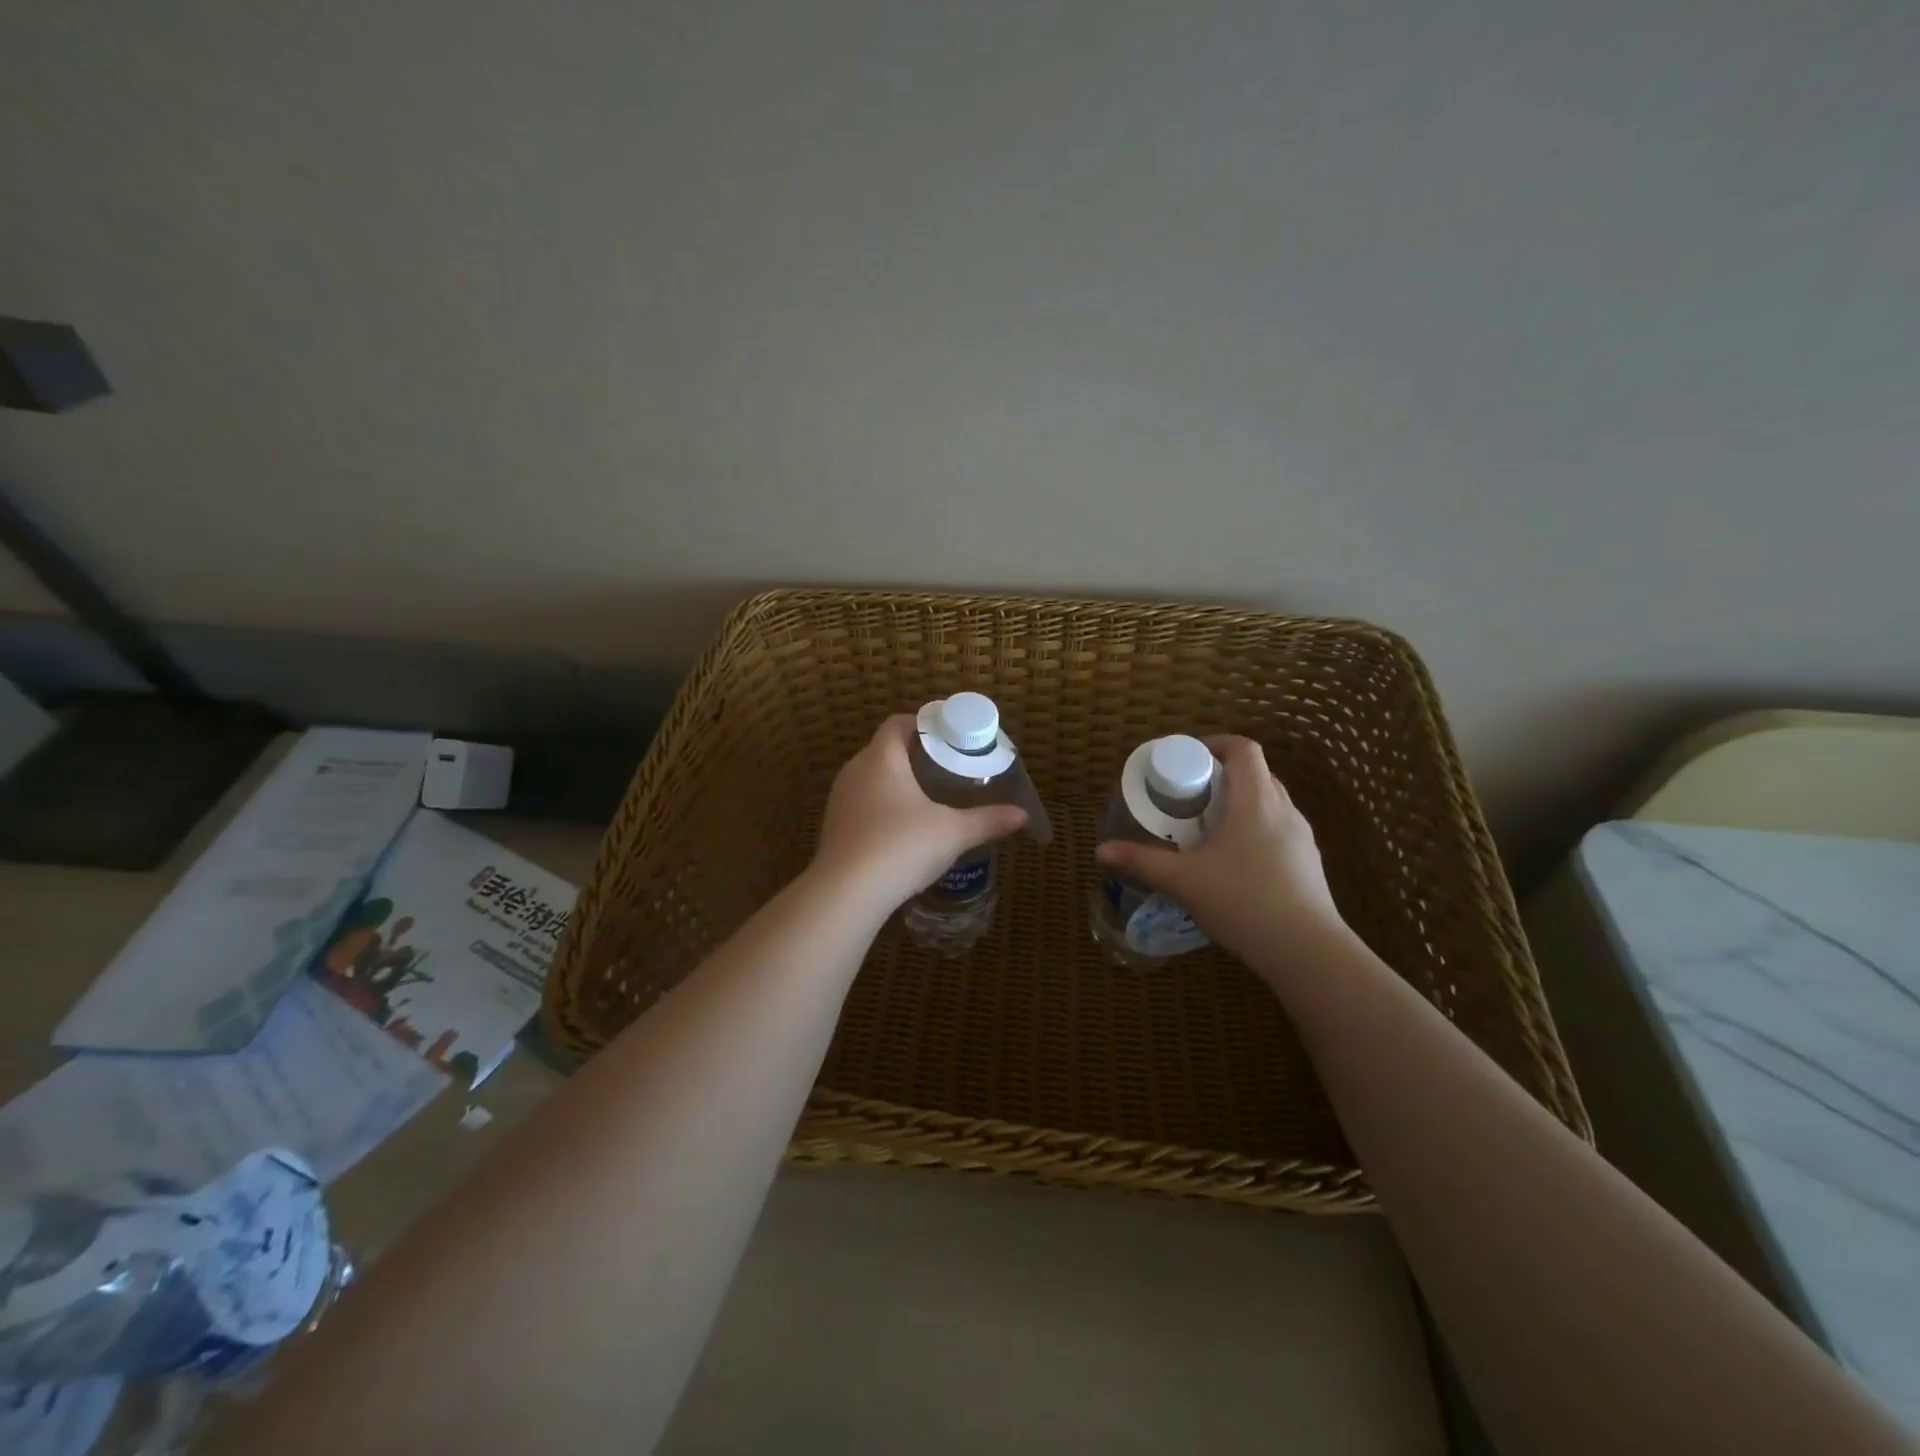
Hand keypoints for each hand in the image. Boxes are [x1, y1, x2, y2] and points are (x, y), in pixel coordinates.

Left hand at [810, 716, 1027, 914]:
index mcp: (881, 758)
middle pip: (886, 750)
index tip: (950, 739)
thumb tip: (1022, 815)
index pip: (898, 723)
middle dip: (916, 756)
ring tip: (930, 799)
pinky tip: (904, 830)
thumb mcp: (953, 833)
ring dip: (898, 784)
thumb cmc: (901, 847)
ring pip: (872, 779)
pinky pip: (863, 805)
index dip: (924, 725)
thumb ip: (988, 820)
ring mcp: (840, 800)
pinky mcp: (834, 827)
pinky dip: (883, 808)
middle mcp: (855, 770)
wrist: (846, 894)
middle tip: (948, 770)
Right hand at [1095, 735, 1349, 967]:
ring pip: (1269, 803)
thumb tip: (1101, 850)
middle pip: (1256, 774)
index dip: (1215, 744)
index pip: (1244, 749)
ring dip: (1239, 805)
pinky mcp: (1309, 864)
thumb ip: (1142, 862)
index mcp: (1256, 802)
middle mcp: (1284, 810)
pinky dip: (1254, 830)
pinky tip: (1234, 863)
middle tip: (1189, 796)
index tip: (1188, 758)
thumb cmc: (1243, 902)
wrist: (1307, 952)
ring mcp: (1302, 838)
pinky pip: (1278, 830)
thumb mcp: (1184, 881)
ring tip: (1208, 829)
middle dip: (1222, 776)